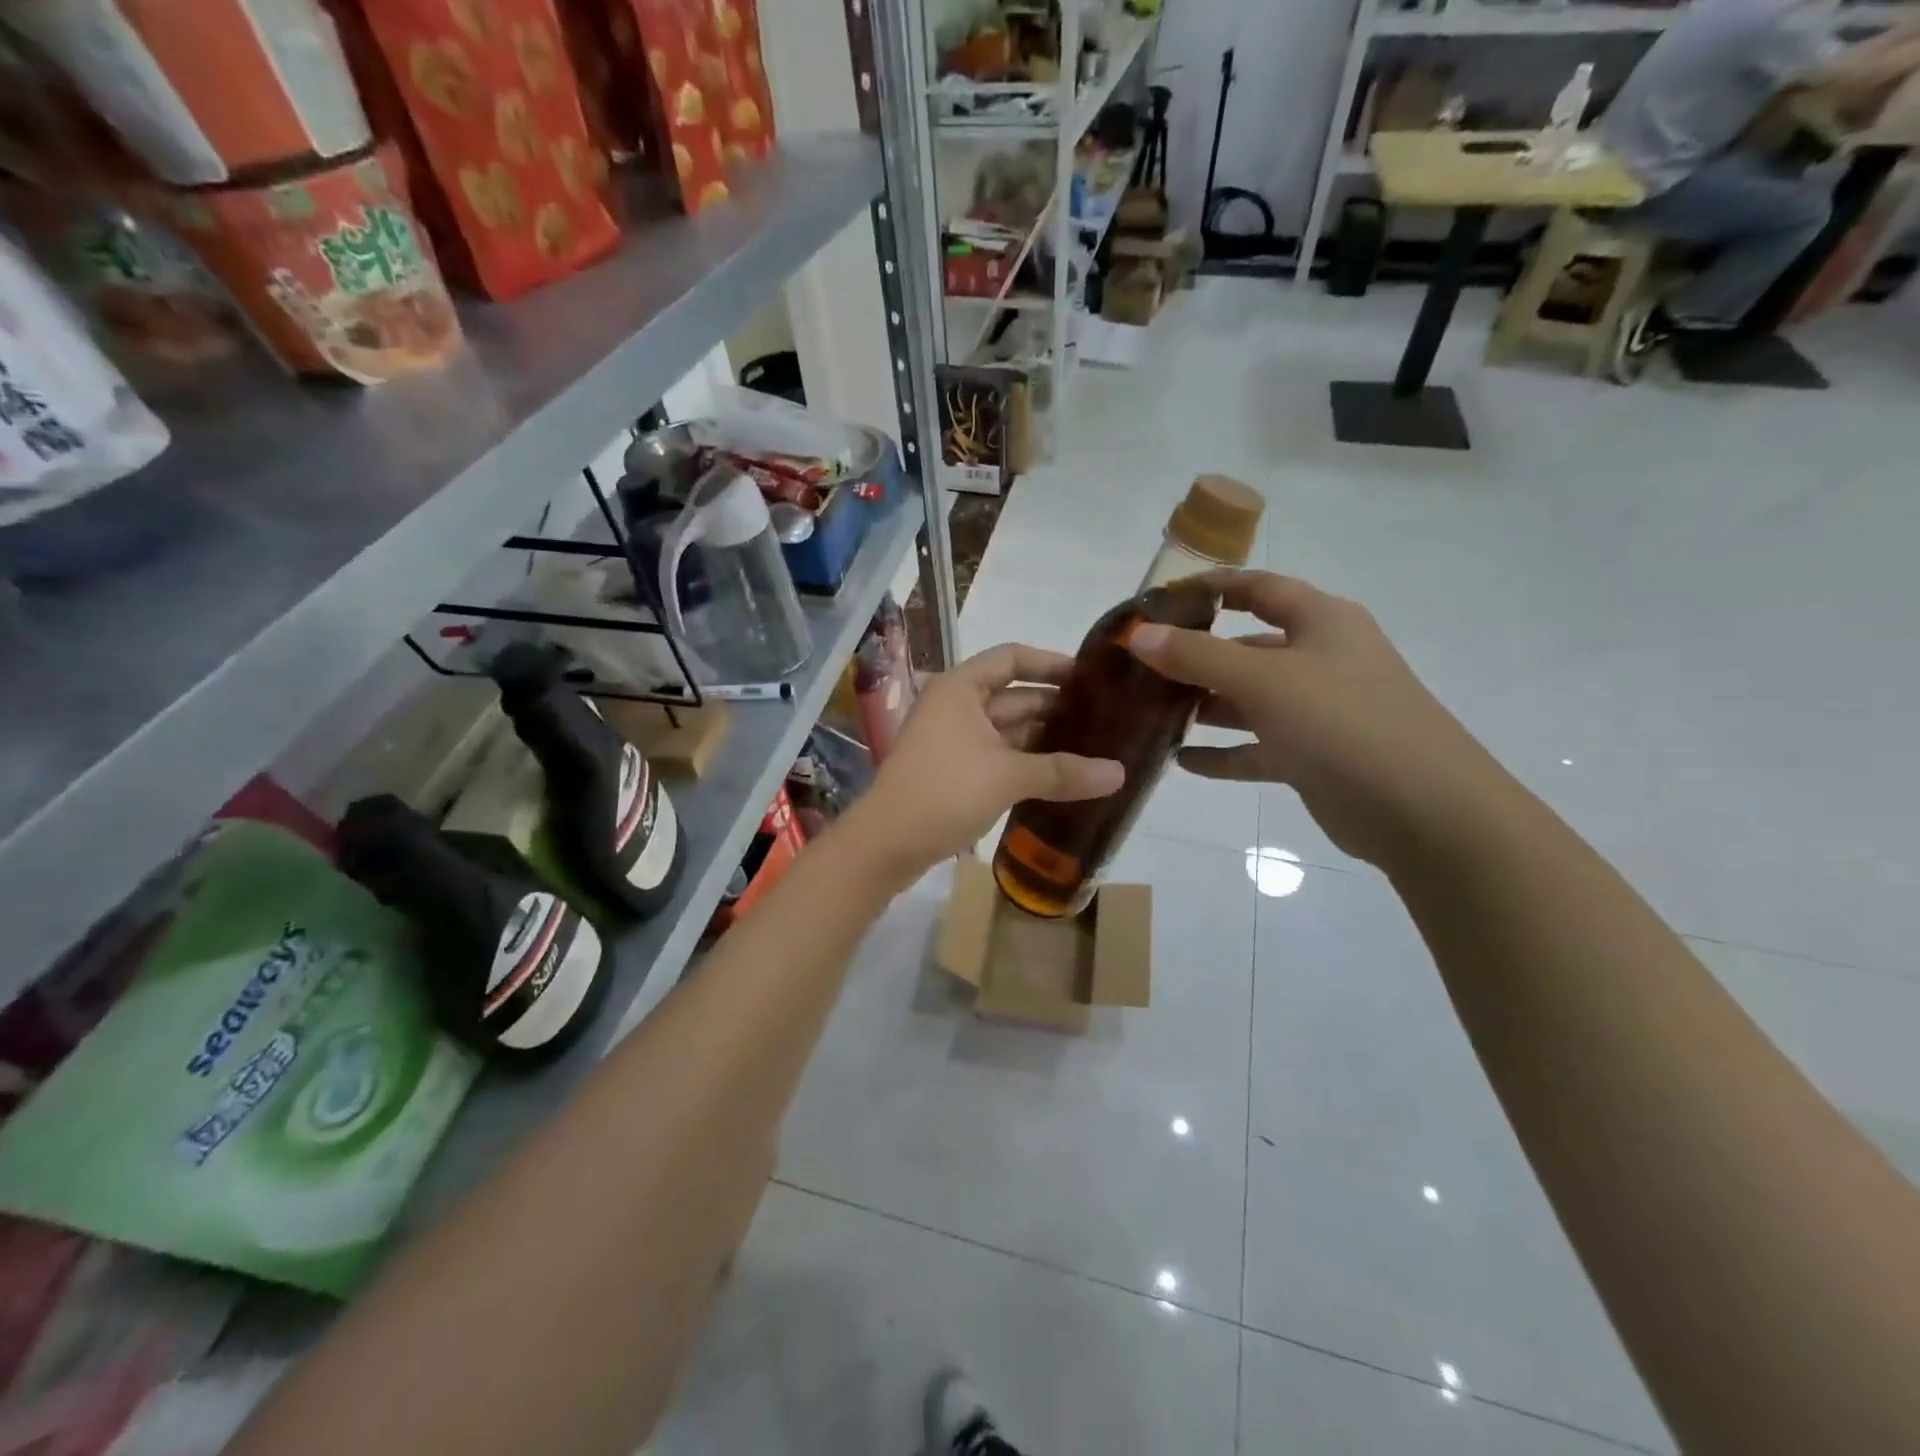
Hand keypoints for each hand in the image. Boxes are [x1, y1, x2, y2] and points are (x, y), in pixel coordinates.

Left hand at [850, 644, 1123, 879]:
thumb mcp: (1008, 776)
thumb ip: (1063, 772)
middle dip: (1056, 707)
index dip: (1051, 663)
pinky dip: (1027, 762)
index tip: (1090, 678)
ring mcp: (953, 740)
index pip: (1012, 658)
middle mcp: (956, 706)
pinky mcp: (954, 771)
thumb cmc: (944, 791)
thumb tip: (1121, 774)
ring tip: (1094, 748)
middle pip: (1014, 696)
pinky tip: (1062, 776)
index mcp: (961, 688)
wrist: (886, 844)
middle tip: (1105, 719)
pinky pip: (999, 756)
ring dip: (1044, 739)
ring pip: (1008, 730)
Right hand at [1125, 572, 1509, 868]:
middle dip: (1198, 655)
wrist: (1423, 810)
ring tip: (1154, 713)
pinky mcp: (1314, 756)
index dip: (1211, 587)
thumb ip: (1197, 656)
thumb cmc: (1342, 722)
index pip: (1259, 588)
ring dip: (1207, 706)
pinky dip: (1223, 753)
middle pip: (1248, 646)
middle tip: (1144, 666)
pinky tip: (1182, 762)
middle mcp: (1321, 659)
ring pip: (1250, 700)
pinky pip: (1257, 748)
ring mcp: (1319, 710)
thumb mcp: (1263, 680)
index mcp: (1321, 622)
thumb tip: (1137, 634)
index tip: (1159, 599)